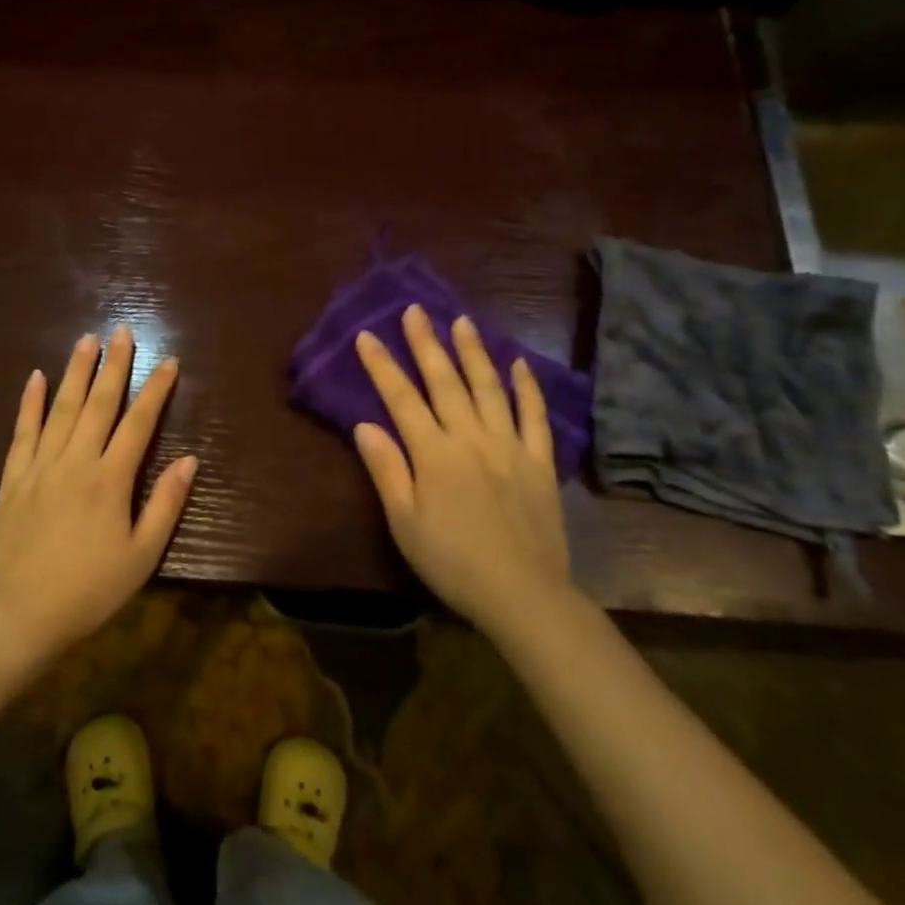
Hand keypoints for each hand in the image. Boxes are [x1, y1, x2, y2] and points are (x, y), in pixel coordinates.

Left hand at [0, 327, 196, 661]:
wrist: (18, 617)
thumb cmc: (89, 590)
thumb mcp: (141, 557)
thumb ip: (165, 505)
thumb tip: (190, 460)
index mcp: (110, 480)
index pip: (139, 423)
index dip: (156, 389)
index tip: (169, 361)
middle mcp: (76, 462)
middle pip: (98, 404)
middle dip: (114, 365)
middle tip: (122, 331)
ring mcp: (40, 467)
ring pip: (60, 409)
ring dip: (75, 372)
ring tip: (86, 340)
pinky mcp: (13, 480)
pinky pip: (22, 433)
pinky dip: (29, 403)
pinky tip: (35, 377)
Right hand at [353, 305, 573, 641]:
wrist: (523, 594)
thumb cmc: (453, 562)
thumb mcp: (405, 523)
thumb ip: (386, 470)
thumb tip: (364, 424)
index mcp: (434, 453)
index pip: (401, 399)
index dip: (382, 365)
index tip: (367, 335)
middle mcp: (471, 437)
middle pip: (445, 381)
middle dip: (426, 342)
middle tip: (415, 310)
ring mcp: (509, 445)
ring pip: (488, 387)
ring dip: (473, 352)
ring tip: (462, 321)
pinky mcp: (540, 461)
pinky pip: (534, 416)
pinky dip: (527, 387)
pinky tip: (520, 364)